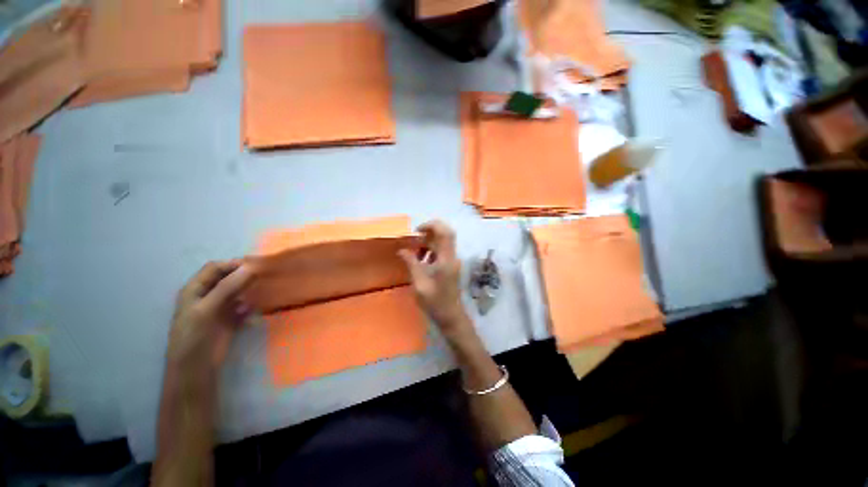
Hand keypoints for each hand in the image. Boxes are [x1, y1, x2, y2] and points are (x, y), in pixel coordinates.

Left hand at [167, 261, 254, 380]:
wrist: (196, 369)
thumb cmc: (194, 337)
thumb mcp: (206, 310)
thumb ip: (227, 288)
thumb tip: (250, 268)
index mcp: (195, 289)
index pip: (215, 268)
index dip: (233, 265)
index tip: (255, 266)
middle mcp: (207, 295)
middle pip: (228, 278)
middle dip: (244, 276)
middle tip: (264, 276)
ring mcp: (219, 308)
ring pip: (238, 291)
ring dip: (249, 290)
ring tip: (264, 291)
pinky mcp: (230, 319)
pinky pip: (243, 306)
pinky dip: (250, 305)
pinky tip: (255, 309)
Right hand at [398, 221, 472, 338]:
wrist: (450, 316)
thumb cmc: (435, 302)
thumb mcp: (419, 283)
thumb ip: (411, 264)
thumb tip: (402, 250)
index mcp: (446, 260)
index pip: (445, 232)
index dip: (431, 226)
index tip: (416, 231)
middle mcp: (452, 257)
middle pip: (445, 234)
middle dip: (429, 233)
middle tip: (414, 240)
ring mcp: (452, 261)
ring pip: (442, 243)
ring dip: (429, 243)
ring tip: (415, 254)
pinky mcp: (451, 266)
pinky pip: (441, 251)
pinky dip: (431, 251)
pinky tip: (421, 261)